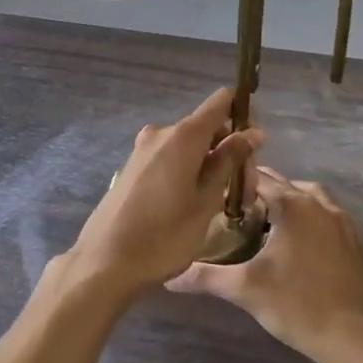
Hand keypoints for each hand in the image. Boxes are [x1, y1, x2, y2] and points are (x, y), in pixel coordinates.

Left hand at [65, 88, 262, 297]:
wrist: (105, 262)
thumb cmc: (164, 236)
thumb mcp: (206, 201)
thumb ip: (229, 161)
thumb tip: (252, 132)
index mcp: (184, 135)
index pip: (222, 101)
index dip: (244, 113)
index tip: (257, 146)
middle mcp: (162, 132)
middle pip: (208, 128)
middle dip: (231, 152)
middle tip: (245, 195)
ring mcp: (144, 148)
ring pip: (191, 146)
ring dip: (212, 165)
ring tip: (224, 206)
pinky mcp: (134, 166)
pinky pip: (172, 157)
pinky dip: (191, 170)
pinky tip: (196, 204)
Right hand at [169, 167, 362, 362]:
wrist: (362, 339)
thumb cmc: (301, 306)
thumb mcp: (247, 290)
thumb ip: (206, 277)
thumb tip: (169, 277)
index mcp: (294, 203)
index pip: (258, 177)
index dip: (235, 183)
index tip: (214, 195)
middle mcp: (319, 202)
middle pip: (283, 185)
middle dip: (258, 194)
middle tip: (231, 214)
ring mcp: (342, 220)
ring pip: (306, 199)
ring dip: (285, 205)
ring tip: (262, 228)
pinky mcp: (355, 241)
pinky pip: (324, 217)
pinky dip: (306, 220)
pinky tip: (293, 247)